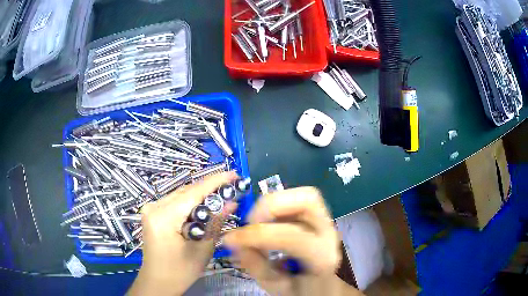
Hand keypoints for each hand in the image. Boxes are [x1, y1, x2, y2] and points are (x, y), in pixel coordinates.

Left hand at [128, 171, 237, 295]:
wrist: (158, 282)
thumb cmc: (180, 272)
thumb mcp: (202, 249)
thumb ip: (215, 223)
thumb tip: (231, 202)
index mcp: (163, 218)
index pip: (193, 193)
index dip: (215, 182)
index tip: (234, 175)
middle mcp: (153, 207)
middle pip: (186, 192)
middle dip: (210, 189)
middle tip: (231, 187)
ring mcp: (151, 209)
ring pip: (181, 195)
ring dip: (201, 195)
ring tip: (221, 195)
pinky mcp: (152, 213)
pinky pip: (175, 202)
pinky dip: (191, 203)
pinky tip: (204, 206)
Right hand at [223, 187, 359, 295]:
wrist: (326, 287)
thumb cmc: (303, 290)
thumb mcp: (276, 287)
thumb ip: (256, 265)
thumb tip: (234, 242)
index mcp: (322, 258)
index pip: (292, 237)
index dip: (258, 235)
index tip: (232, 239)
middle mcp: (329, 234)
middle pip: (308, 200)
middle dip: (272, 205)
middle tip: (250, 223)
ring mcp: (327, 223)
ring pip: (303, 195)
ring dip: (274, 204)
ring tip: (256, 223)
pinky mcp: (319, 218)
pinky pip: (297, 201)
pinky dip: (277, 206)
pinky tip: (266, 222)